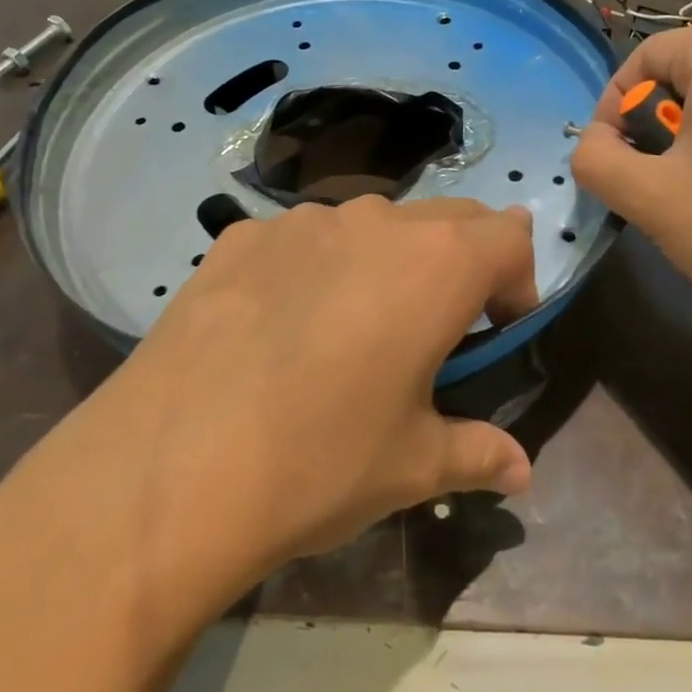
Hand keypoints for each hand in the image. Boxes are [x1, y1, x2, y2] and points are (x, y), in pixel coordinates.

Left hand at [0, 196, 538, 617]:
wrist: (169, 470)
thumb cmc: (320, 463)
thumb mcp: (412, 466)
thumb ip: (479, 453)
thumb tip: (521, 472)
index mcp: (435, 264)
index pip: (510, 237)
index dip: (518, 282)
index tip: (498, 331)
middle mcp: (374, 221)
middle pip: (447, 219)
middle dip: (462, 264)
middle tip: (440, 328)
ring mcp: (300, 221)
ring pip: (372, 224)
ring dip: (388, 262)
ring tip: (355, 328)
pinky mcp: (240, 237)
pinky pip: (302, 239)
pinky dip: (317, 267)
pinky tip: (282, 326)